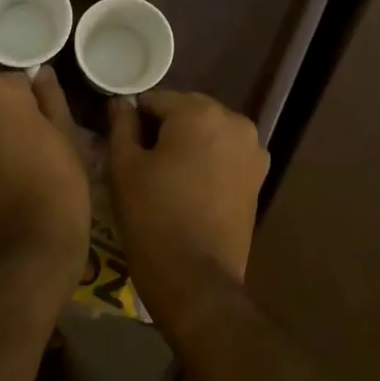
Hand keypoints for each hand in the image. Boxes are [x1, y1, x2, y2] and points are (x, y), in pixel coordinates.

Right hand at [110, 91, 267, 337]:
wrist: (196, 280)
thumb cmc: (152, 217)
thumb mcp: (124, 166)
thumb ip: (122, 124)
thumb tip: (122, 102)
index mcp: (200, 112)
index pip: (155, 99)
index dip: (133, 118)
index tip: (121, 143)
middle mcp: (234, 121)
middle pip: (185, 111)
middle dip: (163, 128)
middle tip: (140, 160)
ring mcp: (252, 150)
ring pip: (206, 132)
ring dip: (186, 143)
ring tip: (163, 175)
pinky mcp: (258, 177)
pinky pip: (224, 154)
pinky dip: (206, 160)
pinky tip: (188, 186)